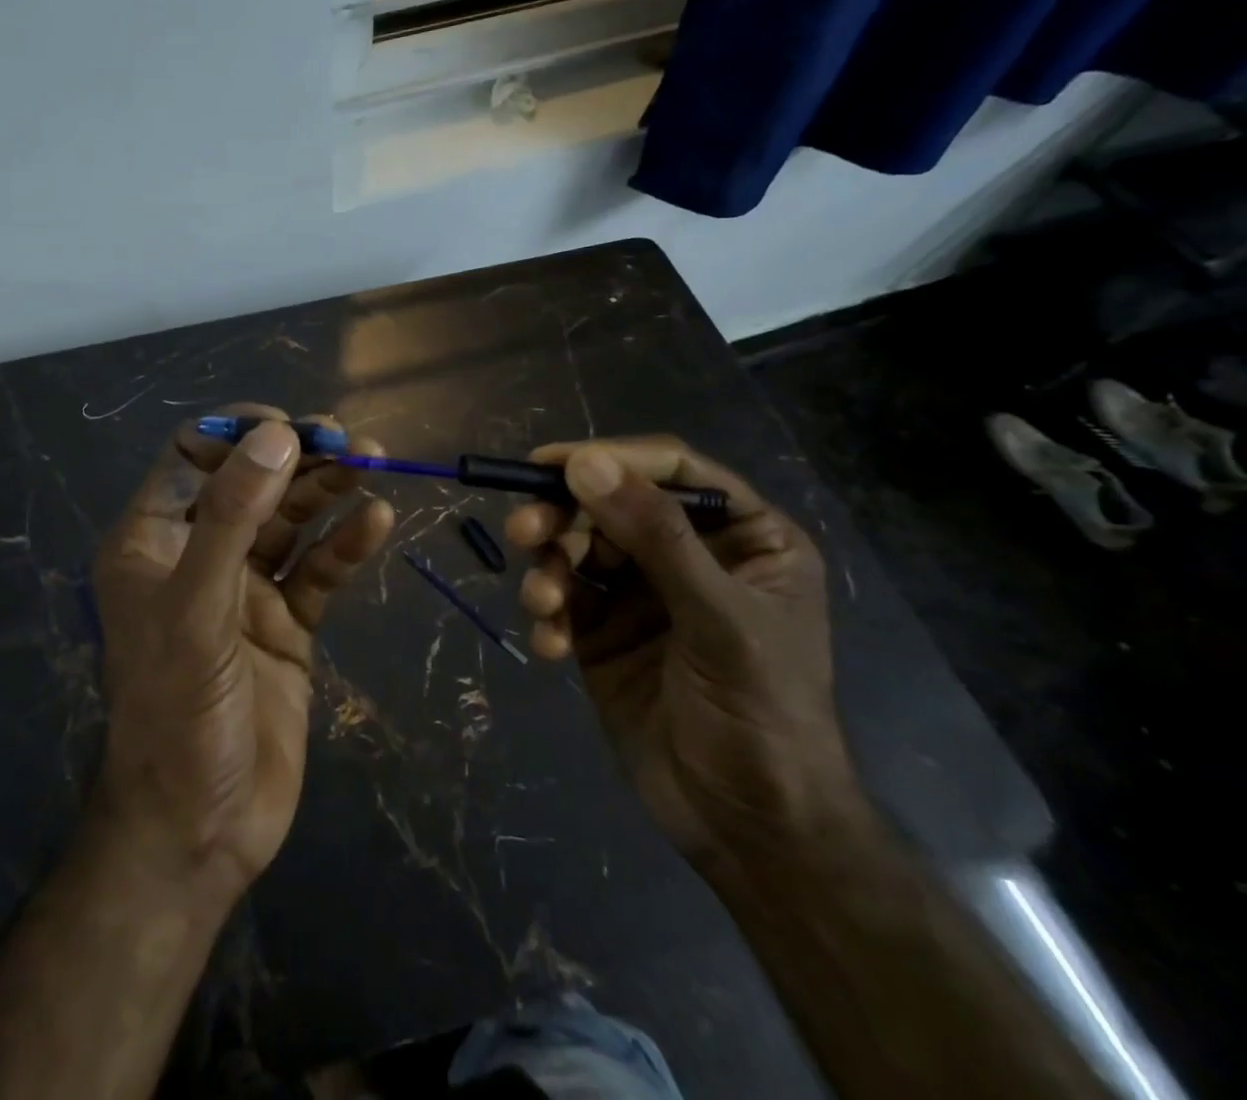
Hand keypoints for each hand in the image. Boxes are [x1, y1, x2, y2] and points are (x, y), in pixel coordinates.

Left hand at [88, 404, 394, 901]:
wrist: (201, 831)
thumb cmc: (177, 714)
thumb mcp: (195, 610)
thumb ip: (231, 519)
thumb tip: (277, 437)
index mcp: (153, 540)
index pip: (192, 455)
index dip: (239, 434)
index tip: (290, 430)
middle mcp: (198, 554)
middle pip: (252, 482)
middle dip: (299, 457)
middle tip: (352, 440)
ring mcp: (245, 589)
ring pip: (290, 521)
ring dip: (329, 491)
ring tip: (374, 464)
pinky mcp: (285, 624)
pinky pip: (318, 571)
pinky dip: (345, 546)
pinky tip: (375, 523)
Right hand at [505, 437, 865, 865]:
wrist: (747, 829)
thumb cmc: (761, 715)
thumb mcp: (718, 620)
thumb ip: (655, 537)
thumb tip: (584, 463)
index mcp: (742, 538)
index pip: (672, 470)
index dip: (611, 457)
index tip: (548, 462)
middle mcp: (688, 554)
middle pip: (610, 504)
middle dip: (563, 516)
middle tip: (524, 532)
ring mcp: (641, 593)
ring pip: (577, 548)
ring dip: (549, 568)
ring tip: (543, 601)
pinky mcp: (602, 631)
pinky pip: (563, 598)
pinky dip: (549, 614)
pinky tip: (552, 647)